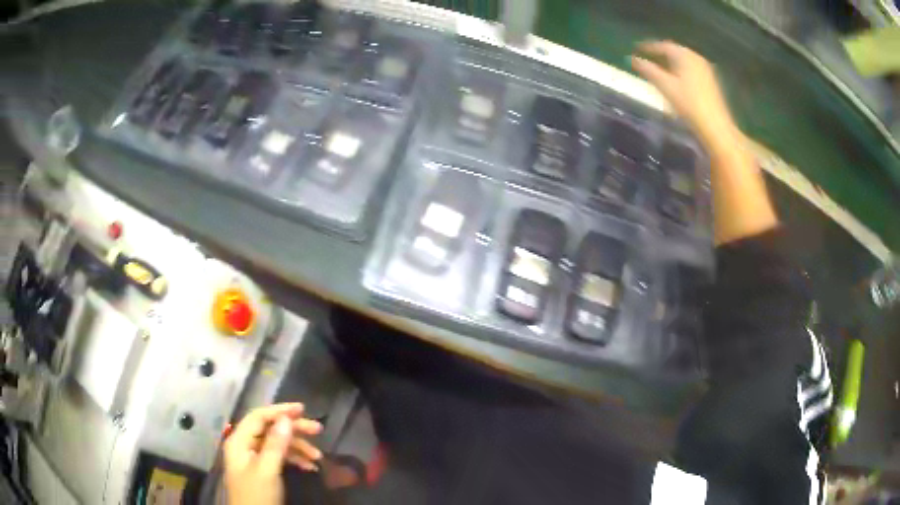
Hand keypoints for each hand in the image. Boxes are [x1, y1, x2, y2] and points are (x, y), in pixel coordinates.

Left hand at [224, 403, 323, 504]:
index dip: (280, 410)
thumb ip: (275, 444)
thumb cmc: (257, 494)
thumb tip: (286, 418)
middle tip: (318, 430)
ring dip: (297, 447)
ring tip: (318, 456)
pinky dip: (294, 459)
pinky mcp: (262, 469)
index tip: (303, 409)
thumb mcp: (267, 470)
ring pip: (276, 443)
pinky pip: (278, 457)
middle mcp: (244, 445)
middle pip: (269, 429)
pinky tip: (310, 467)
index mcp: (239, 441)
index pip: (259, 417)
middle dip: (293, 429)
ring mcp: (253, 458)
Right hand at [631, 41, 736, 151]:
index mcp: (684, 55)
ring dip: (670, 62)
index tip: (636, 49)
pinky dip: (679, 70)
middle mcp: (695, 57)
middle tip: (647, 58)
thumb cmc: (689, 104)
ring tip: (659, 68)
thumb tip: (632, 59)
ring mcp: (705, 69)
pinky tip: (675, 79)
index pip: (663, 45)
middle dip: (660, 54)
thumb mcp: (665, 86)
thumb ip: (648, 70)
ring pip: (683, 60)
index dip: (648, 47)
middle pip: (674, 51)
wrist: (715, 126)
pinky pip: (690, 68)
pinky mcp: (710, 81)